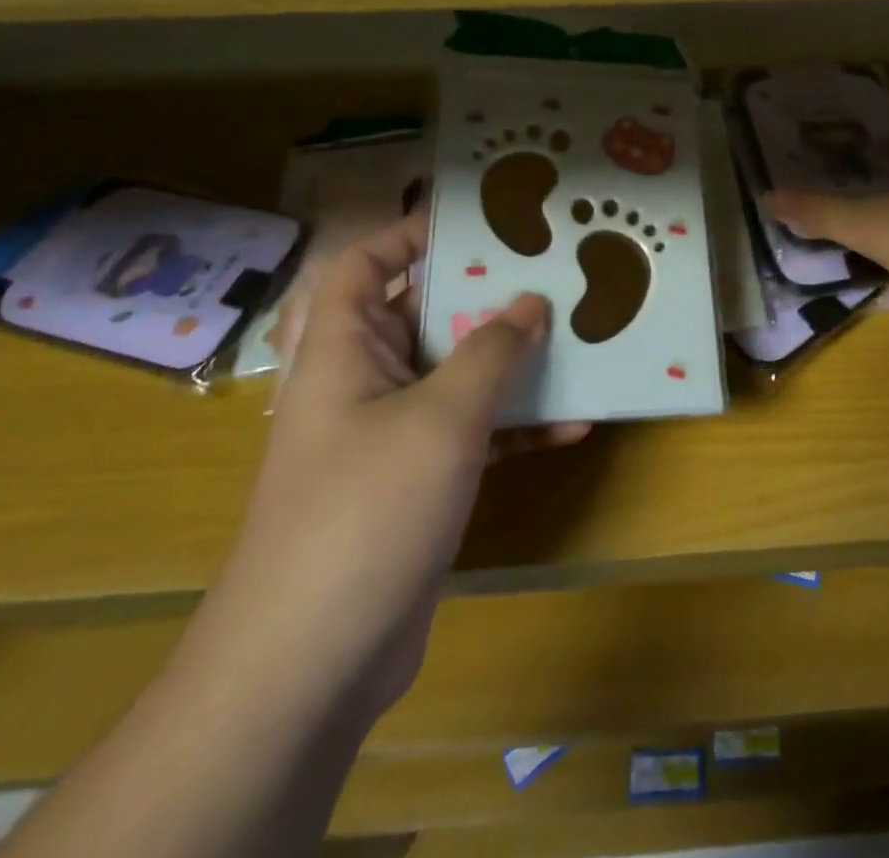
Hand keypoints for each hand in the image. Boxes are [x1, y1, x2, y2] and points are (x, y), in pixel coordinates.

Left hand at [189, 211, 586, 723]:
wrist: (313, 662)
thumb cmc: (366, 511)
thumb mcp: (441, 418)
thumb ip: (491, 352)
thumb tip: (530, 302)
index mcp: (344, 350)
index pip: (361, 266)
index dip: (406, 235)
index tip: (475, 225)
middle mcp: (363, 383)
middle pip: (423, 316)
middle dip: (485, 298)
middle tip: (549, 275)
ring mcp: (390, 436)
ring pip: (456, 376)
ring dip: (511, 363)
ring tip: (575, 340)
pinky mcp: (417, 482)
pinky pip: (472, 433)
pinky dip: (515, 426)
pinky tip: (573, 424)